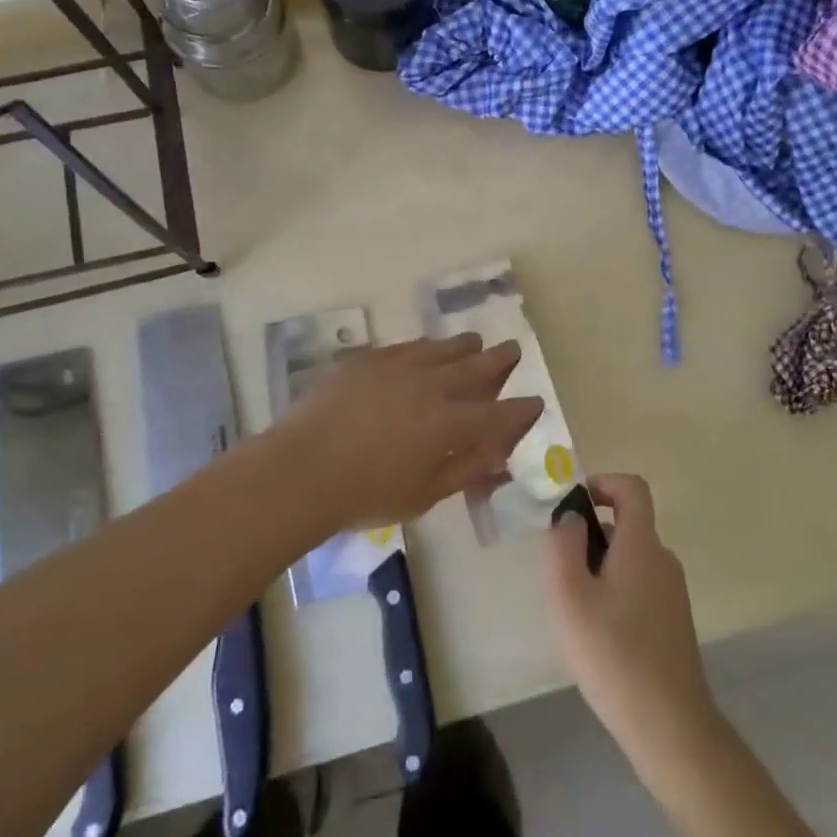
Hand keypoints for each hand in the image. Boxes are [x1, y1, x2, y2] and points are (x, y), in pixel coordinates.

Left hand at [271, 334, 542, 532]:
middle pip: (476, 367)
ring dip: (464, 346)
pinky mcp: (368, 359)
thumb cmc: (365, 494)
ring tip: (475, 341)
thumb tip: (499, 459)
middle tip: (513, 349)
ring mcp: (399, 367)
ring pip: (442, 348)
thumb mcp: (424, 495)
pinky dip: (425, 347)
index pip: (498, 414)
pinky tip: (426, 347)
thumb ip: (465, 471)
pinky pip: (407, 346)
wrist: (302, 469)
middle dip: (500, 359)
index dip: (520, 410)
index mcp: (450, 424)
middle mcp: (432, 386)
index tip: (535, 403)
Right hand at [545, 474, 715, 756]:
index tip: (574, 504)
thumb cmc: (613, 653)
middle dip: (590, 536)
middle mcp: (663, 560)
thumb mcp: (570, 594)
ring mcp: (673, 593)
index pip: (633, 488)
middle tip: (561, 572)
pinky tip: (599, 637)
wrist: (669, 726)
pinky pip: (640, 587)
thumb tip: (570, 515)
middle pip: (627, 526)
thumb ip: (564, 543)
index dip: (604, 483)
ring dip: (600, 568)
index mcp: (642, 545)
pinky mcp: (673, 622)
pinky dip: (615, 592)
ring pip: (631, 559)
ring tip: (575, 611)